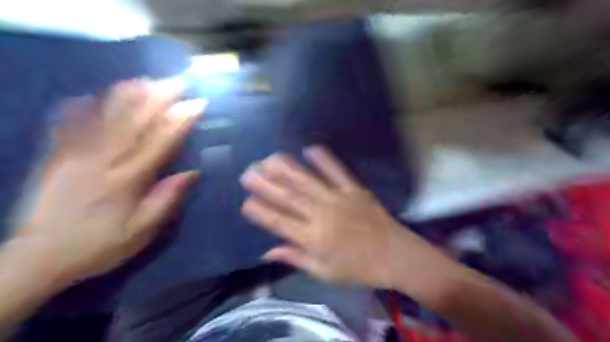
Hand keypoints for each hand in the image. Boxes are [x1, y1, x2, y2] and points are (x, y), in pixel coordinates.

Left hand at [13, 79, 203, 286]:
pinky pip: (68, 126)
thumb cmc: (99, 246)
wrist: (38, 258)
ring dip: (126, 97)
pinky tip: (90, 94)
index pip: (160, 142)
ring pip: (105, 119)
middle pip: (135, 123)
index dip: (180, 121)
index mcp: (128, 180)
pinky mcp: (56, 157)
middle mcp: (103, 161)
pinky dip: (80, 108)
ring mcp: (75, 156)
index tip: (196, 104)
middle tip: (176, 82)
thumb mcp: (142, 231)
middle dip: (158, 99)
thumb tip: (192, 173)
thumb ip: (166, 200)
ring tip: (144, 80)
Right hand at [238, 145, 408, 287]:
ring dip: (287, 169)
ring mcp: (339, 199)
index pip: (279, 223)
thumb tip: (268, 252)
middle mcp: (322, 216)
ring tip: (269, 158)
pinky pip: (337, 171)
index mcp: (313, 239)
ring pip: (307, 182)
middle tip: (249, 172)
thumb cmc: (358, 269)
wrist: (395, 256)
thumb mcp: (324, 272)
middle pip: (289, 198)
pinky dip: (324, 159)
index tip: (245, 201)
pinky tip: (310, 148)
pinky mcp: (354, 189)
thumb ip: (295, 259)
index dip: (260, 211)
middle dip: (266, 184)